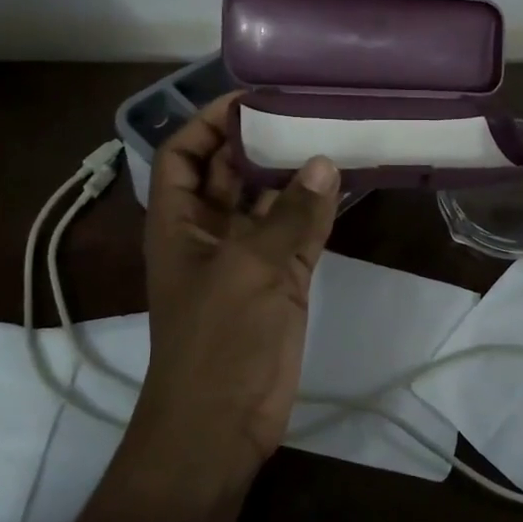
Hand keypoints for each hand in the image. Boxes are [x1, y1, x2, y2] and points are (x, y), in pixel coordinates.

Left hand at [138, 93, 340, 481]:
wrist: (221, 423)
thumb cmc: (218, 340)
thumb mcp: (252, 269)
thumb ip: (291, 215)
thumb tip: (324, 162)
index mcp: (178, 222)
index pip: (183, 154)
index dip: (209, 123)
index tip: (252, 98)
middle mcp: (209, 232)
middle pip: (229, 172)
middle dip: (259, 142)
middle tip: (304, 109)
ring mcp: (246, 258)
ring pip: (268, 202)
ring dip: (293, 175)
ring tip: (331, 135)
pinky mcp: (278, 282)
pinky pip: (297, 235)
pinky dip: (316, 212)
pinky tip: (344, 185)